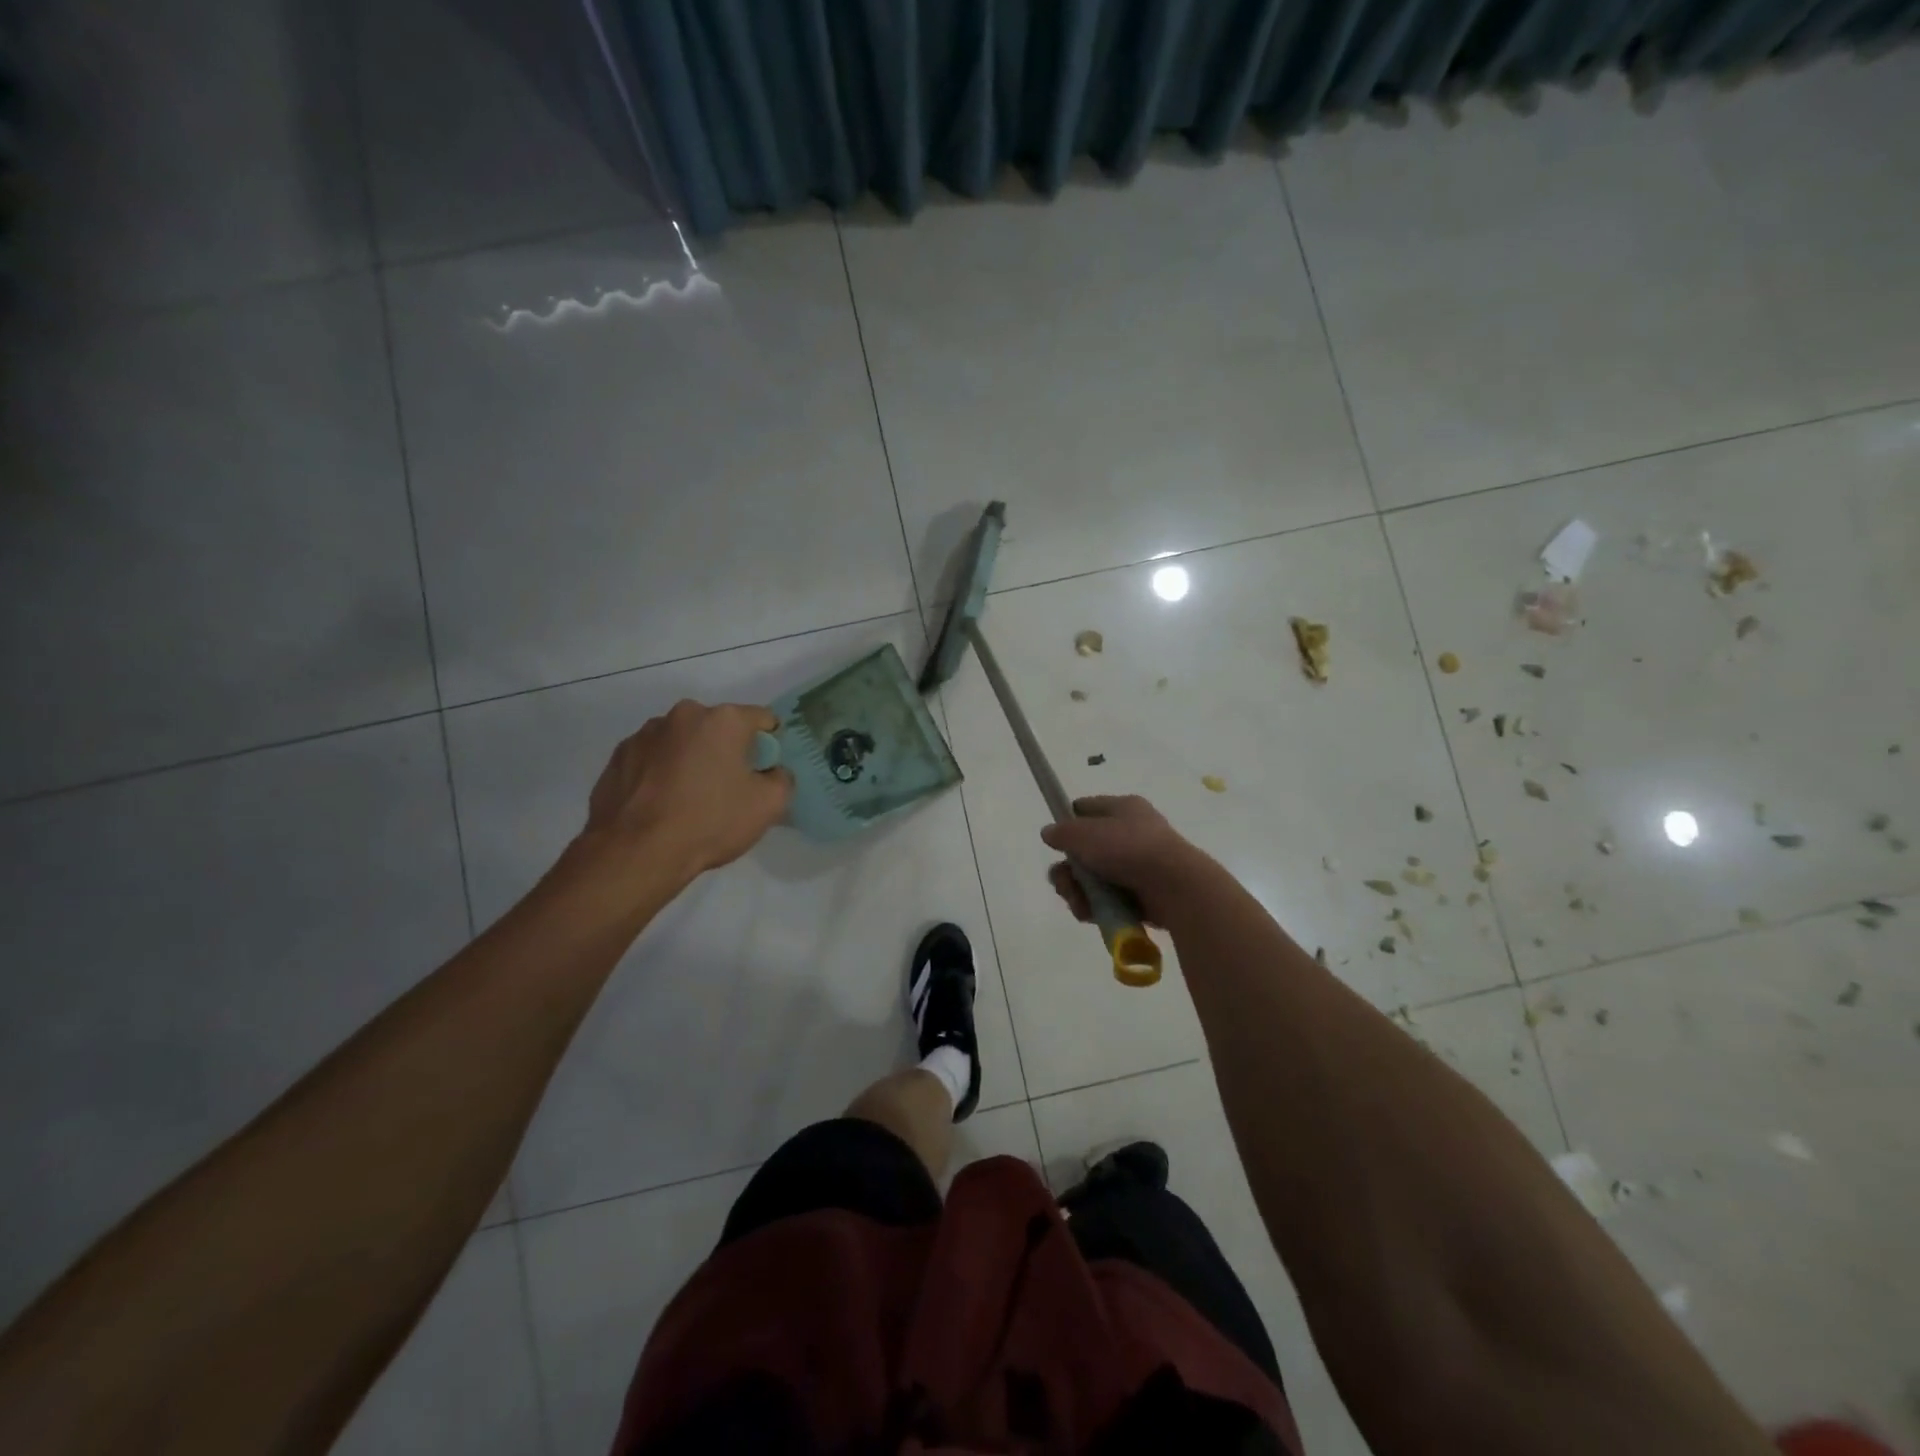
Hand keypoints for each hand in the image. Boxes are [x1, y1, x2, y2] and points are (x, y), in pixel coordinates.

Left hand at [581, 700, 793, 887]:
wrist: (636, 853)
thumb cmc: (710, 822)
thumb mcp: (769, 805)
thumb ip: (782, 779)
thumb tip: (772, 772)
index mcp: (722, 720)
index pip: (761, 719)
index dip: (770, 743)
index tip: (765, 770)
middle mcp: (682, 715)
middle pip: (718, 728)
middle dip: (726, 750)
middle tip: (728, 788)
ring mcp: (644, 734)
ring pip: (682, 742)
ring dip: (691, 760)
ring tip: (688, 799)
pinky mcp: (617, 757)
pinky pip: (652, 759)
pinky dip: (660, 774)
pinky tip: (661, 805)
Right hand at [1040, 795, 1211, 927]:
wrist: (1175, 887)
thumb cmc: (1129, 848)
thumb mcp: (1086, 833)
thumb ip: (1063, 833)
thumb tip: (1049, 833)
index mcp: (1124, 809)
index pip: (1088, 808)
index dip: (1069, 822)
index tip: (1055, 840)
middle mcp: (1130, 834)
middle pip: (1085, 850)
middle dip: (1068, 869)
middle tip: (1063, 881)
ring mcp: (1136, 867)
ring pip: (1093, 879)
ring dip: (1078, 892)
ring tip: (1078, 901)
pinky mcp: (1140, 896)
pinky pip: (1107, 900)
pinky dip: (1095, 907)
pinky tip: (1089, 913)